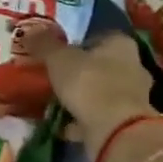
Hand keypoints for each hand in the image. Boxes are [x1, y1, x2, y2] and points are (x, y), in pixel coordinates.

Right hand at [22, 31, 159, 157]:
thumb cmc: (90, 84)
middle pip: (101, 65)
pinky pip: (99, 116)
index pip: (98, 36)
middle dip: (80, 72)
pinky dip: (83, 121)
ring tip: (55, 103)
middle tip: (54, 78)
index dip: (77, 43)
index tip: (57, 53)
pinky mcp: (127, 122)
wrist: (115, 130)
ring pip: (101, 92)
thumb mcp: (59, 59)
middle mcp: (133, 67)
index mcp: (121, 44)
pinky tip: (63, 126)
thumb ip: (44, 44)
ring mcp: (133, 97)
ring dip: (81, 98)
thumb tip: (29, 30)